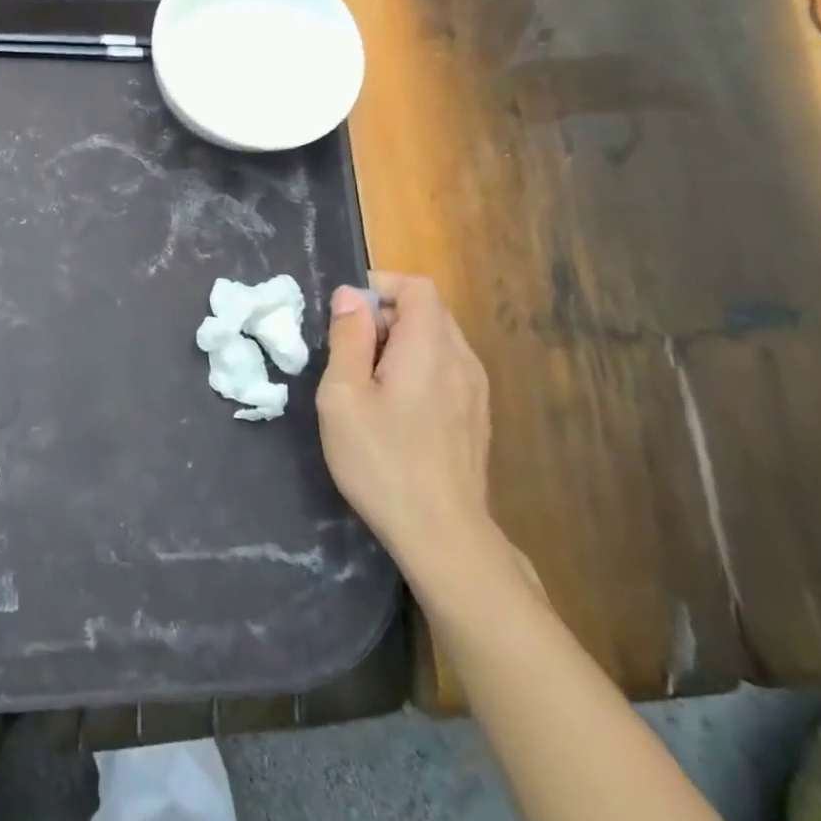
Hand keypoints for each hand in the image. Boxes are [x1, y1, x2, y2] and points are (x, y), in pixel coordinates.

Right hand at [316, 274, 493, 567]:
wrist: (442, 534)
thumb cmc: (381, 459)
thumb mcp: (343, 395)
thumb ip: (348, 338)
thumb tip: (351, 295)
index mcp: (430, 347)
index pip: (418, 287)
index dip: (381, 286)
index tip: (347, 312)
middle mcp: (462, 360)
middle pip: (429, 311)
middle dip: (386, 316)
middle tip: (349, 351)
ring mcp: (476, 391)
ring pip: (438, 341)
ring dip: (400, 343)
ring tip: (368, 382)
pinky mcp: (476, 417)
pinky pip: (447, 369)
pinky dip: (418, 368)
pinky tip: (395, 408)